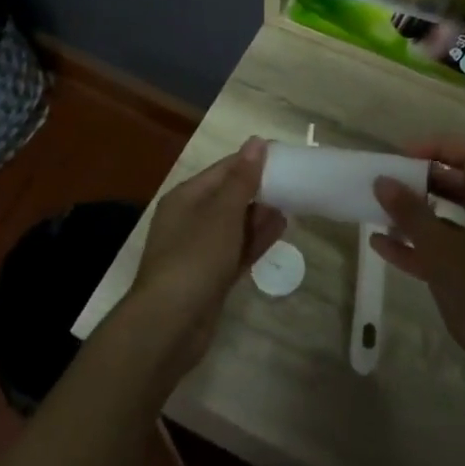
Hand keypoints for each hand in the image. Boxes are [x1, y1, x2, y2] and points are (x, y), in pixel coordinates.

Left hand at [128, 139, 286, 369]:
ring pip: (235, 224)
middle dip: (259, 188)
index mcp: (186, 197)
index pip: (223, 170)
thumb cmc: (195, 257)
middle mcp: (190, 219)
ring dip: (261, 214)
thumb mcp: (222, 212)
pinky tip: (281, 229)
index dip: (252, 160)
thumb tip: (257, 141)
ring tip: (293, 202)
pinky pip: (238, 249)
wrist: (170, 323)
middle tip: (294, 181)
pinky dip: (256, 238)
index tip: (285, 155)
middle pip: (229, 196)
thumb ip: (242, 179)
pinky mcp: (211, 276)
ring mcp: (200, 250)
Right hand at [371, 138, 464, 412]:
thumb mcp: (441, 249)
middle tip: (386, 183)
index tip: (402, 157)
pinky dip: (416, 246)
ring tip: (378, 212)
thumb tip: (383, 180)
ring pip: (447, 218)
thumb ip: (410, 213)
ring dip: (415, 214)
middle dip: (420, 181)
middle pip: (457, 184)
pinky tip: (382, 247)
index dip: (436, 148)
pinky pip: (443, 250)